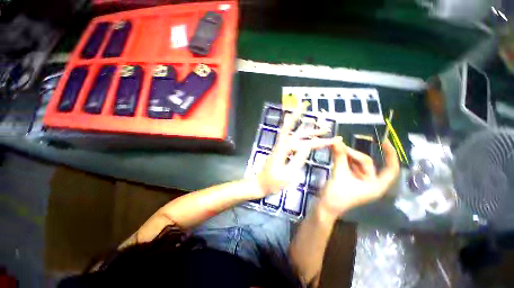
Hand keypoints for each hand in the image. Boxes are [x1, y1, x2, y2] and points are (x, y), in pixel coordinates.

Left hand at [252, 110, 336, 197]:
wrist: (259, 184)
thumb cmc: (273, 182)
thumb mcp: (287, 174)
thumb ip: (298, 160)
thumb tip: (308, 147)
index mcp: (284, 149)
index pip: (305, 143)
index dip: (319, 142)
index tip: (333, 141)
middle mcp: (281, 144)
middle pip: (296, 132)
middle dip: (308, 126)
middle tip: (323, 125)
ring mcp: (280, 146)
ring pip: (293, 133)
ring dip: (304, 128)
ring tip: (315, 125)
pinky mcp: (280, 150)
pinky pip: (290, 138)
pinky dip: (297, 133)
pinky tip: (302, 134)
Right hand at [318, 138, 399, 218]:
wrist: (325, 206)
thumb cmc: (336, 195)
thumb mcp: (339, 174)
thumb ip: (340, 156)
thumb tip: (337, 140)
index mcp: (376, 185)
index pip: (391, 169)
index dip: (390, 154)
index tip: (383, 141)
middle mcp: (371, 183)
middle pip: (367, 163)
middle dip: (353, 153)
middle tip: (339, 146)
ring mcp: (360, 182)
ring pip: (357, 164)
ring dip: (347, 156)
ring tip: (336, 148)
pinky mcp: (351, 180)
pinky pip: (350, 166)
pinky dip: (344, 160)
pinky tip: (337, 154)